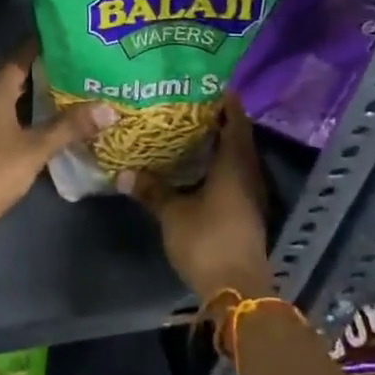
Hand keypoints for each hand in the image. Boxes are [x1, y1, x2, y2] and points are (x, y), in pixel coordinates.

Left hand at [0, 41, 115, 227]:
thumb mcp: (36, 148)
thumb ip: (69, 127)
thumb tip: (108, 108)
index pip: (18, 58)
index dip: (38, 47)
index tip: (61, 39)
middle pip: (9, 78)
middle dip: (36, 73)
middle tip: (67, 70)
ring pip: (0, 99)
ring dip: (24, 96)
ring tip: (55, 96)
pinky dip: (12, 115)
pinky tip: (29, 125)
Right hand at [125, 94, 273, 301]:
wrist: (238, 291)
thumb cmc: (207, 241)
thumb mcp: (172, 214)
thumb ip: (151, 190)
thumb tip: (124, 172)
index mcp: (235, 163)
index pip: (235, 120)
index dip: (224, 100)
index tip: (205, 84)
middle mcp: (248, 173)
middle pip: (237, 137)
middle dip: (216, 120)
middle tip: (187, 105)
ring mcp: (250, 195)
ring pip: (236, 158)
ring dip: (217, 144)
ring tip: (187, 131)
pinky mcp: (246, 212)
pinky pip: (233, 176)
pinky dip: (217, 166)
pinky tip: (195, 167)